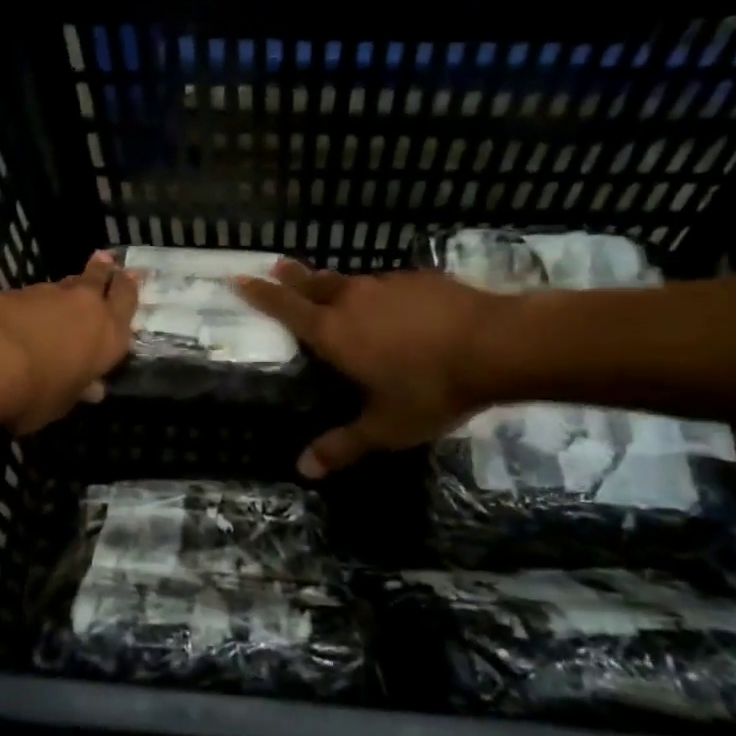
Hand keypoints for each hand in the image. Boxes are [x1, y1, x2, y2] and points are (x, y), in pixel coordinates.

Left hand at [0, 251, 139, 432]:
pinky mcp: (17, 290)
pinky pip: (37, 292)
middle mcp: (87, 307)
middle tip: (110, 260)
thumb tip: (92, 390)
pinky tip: (30, 308)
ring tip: (71, 287)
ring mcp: (51, 294)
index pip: (127, 302)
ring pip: (69, 284)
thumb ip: (78, 390)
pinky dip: (38, 299)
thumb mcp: (62, 403)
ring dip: (72, 286)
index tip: (132, 276)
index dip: (129, 289)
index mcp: (110, 335)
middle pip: (102, 278)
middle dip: (107, 270)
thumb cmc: (37, 391)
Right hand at [236, 261, 518, 476]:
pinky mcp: (420, 280)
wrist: (495, 345)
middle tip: (277, 266)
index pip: (286, 307)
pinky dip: (379, 294)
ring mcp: (387, 285)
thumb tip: (303, 469)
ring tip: (334, 291)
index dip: (260, 294)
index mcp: (333, 333)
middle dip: (292, 277)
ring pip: (351, 282)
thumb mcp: (385, 427)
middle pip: (313, 283)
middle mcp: (353, 301)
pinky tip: (395, 307)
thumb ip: (343, 445)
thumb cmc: (429, 388)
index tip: (240, 278)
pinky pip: (387, 285)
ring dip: (336, 285)